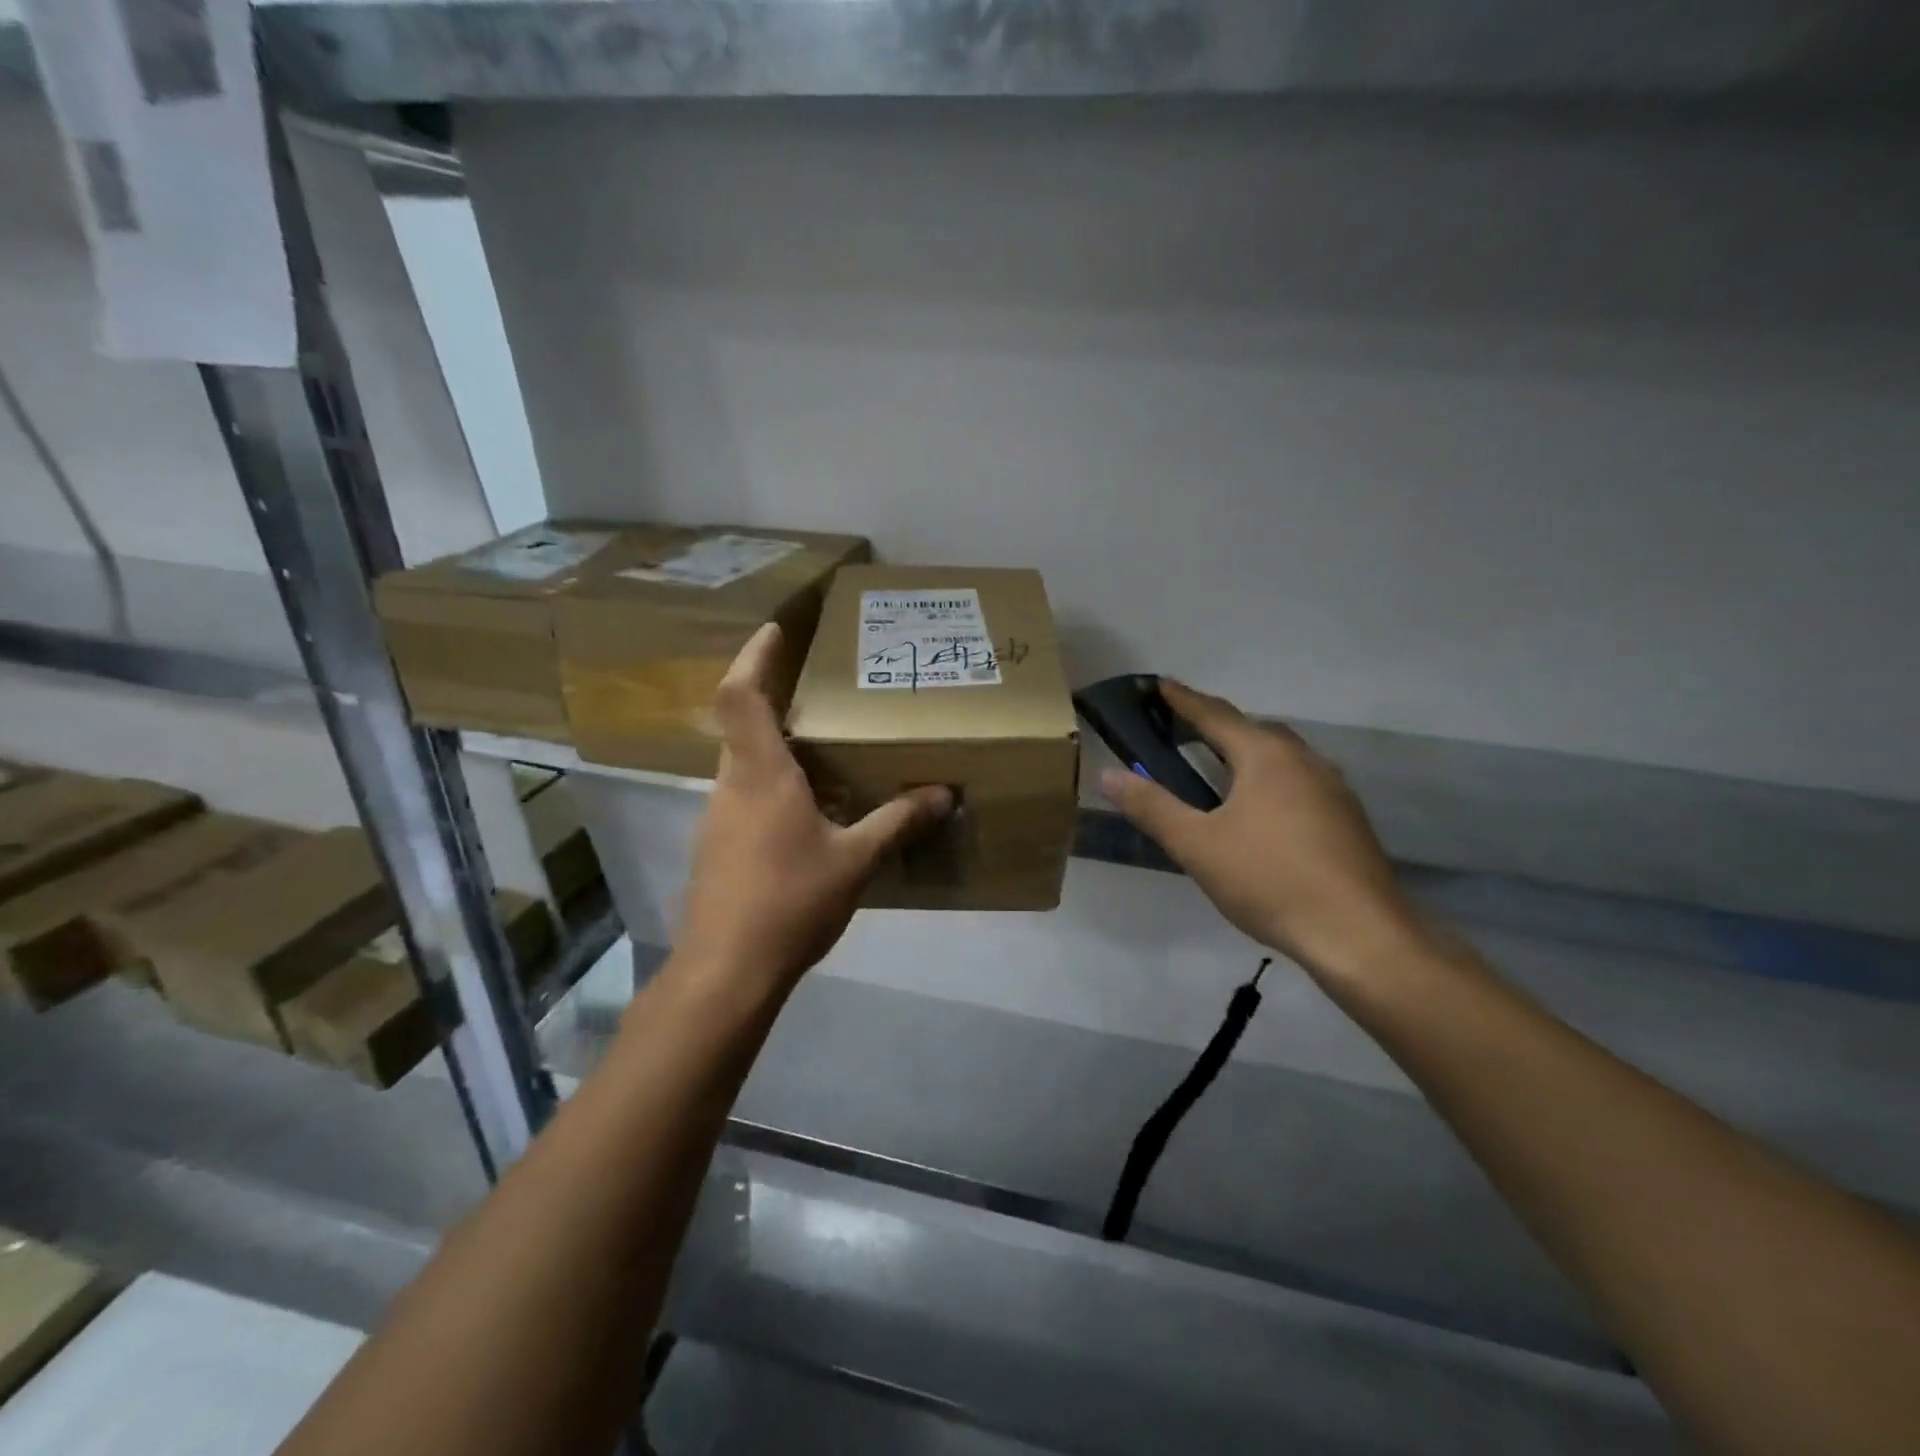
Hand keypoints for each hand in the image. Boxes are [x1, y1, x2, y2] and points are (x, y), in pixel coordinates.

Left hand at [678, 623, 951, 992]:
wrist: (726, 971)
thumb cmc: (790, 902)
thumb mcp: (856, 860)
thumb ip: (898, 821)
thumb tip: (944, 793)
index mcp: (761, 774)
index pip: (741, 696)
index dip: (754, 656)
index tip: (776, 629)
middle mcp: (731, 785)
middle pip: (740, 723)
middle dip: (772, 697)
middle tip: (817, 688)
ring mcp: (717, 817)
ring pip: (742, 762)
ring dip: (774, 745)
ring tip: (822, 748)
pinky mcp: (717, 846)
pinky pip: (744, 795)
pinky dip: (771, 784)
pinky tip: (808, 810)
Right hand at [1098, 681, 1423, 980]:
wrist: (1360, 935)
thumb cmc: (1269, 881)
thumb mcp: (1197, 845)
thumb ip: (1152, 807)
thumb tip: (1108, 775)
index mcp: (1266, 756)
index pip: (1215, 715)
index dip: (1183, 700)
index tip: (1159, 684)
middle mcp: (1304, 760)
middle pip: (1254, 730)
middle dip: (1218, 725)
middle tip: (1184, 731)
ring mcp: (1333, 788)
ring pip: (1282, 756)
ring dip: (1247, 754)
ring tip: (1219, 771)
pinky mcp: (1347, 818)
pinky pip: (1300, 782)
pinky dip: (1271, 781)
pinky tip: (1261, 813)